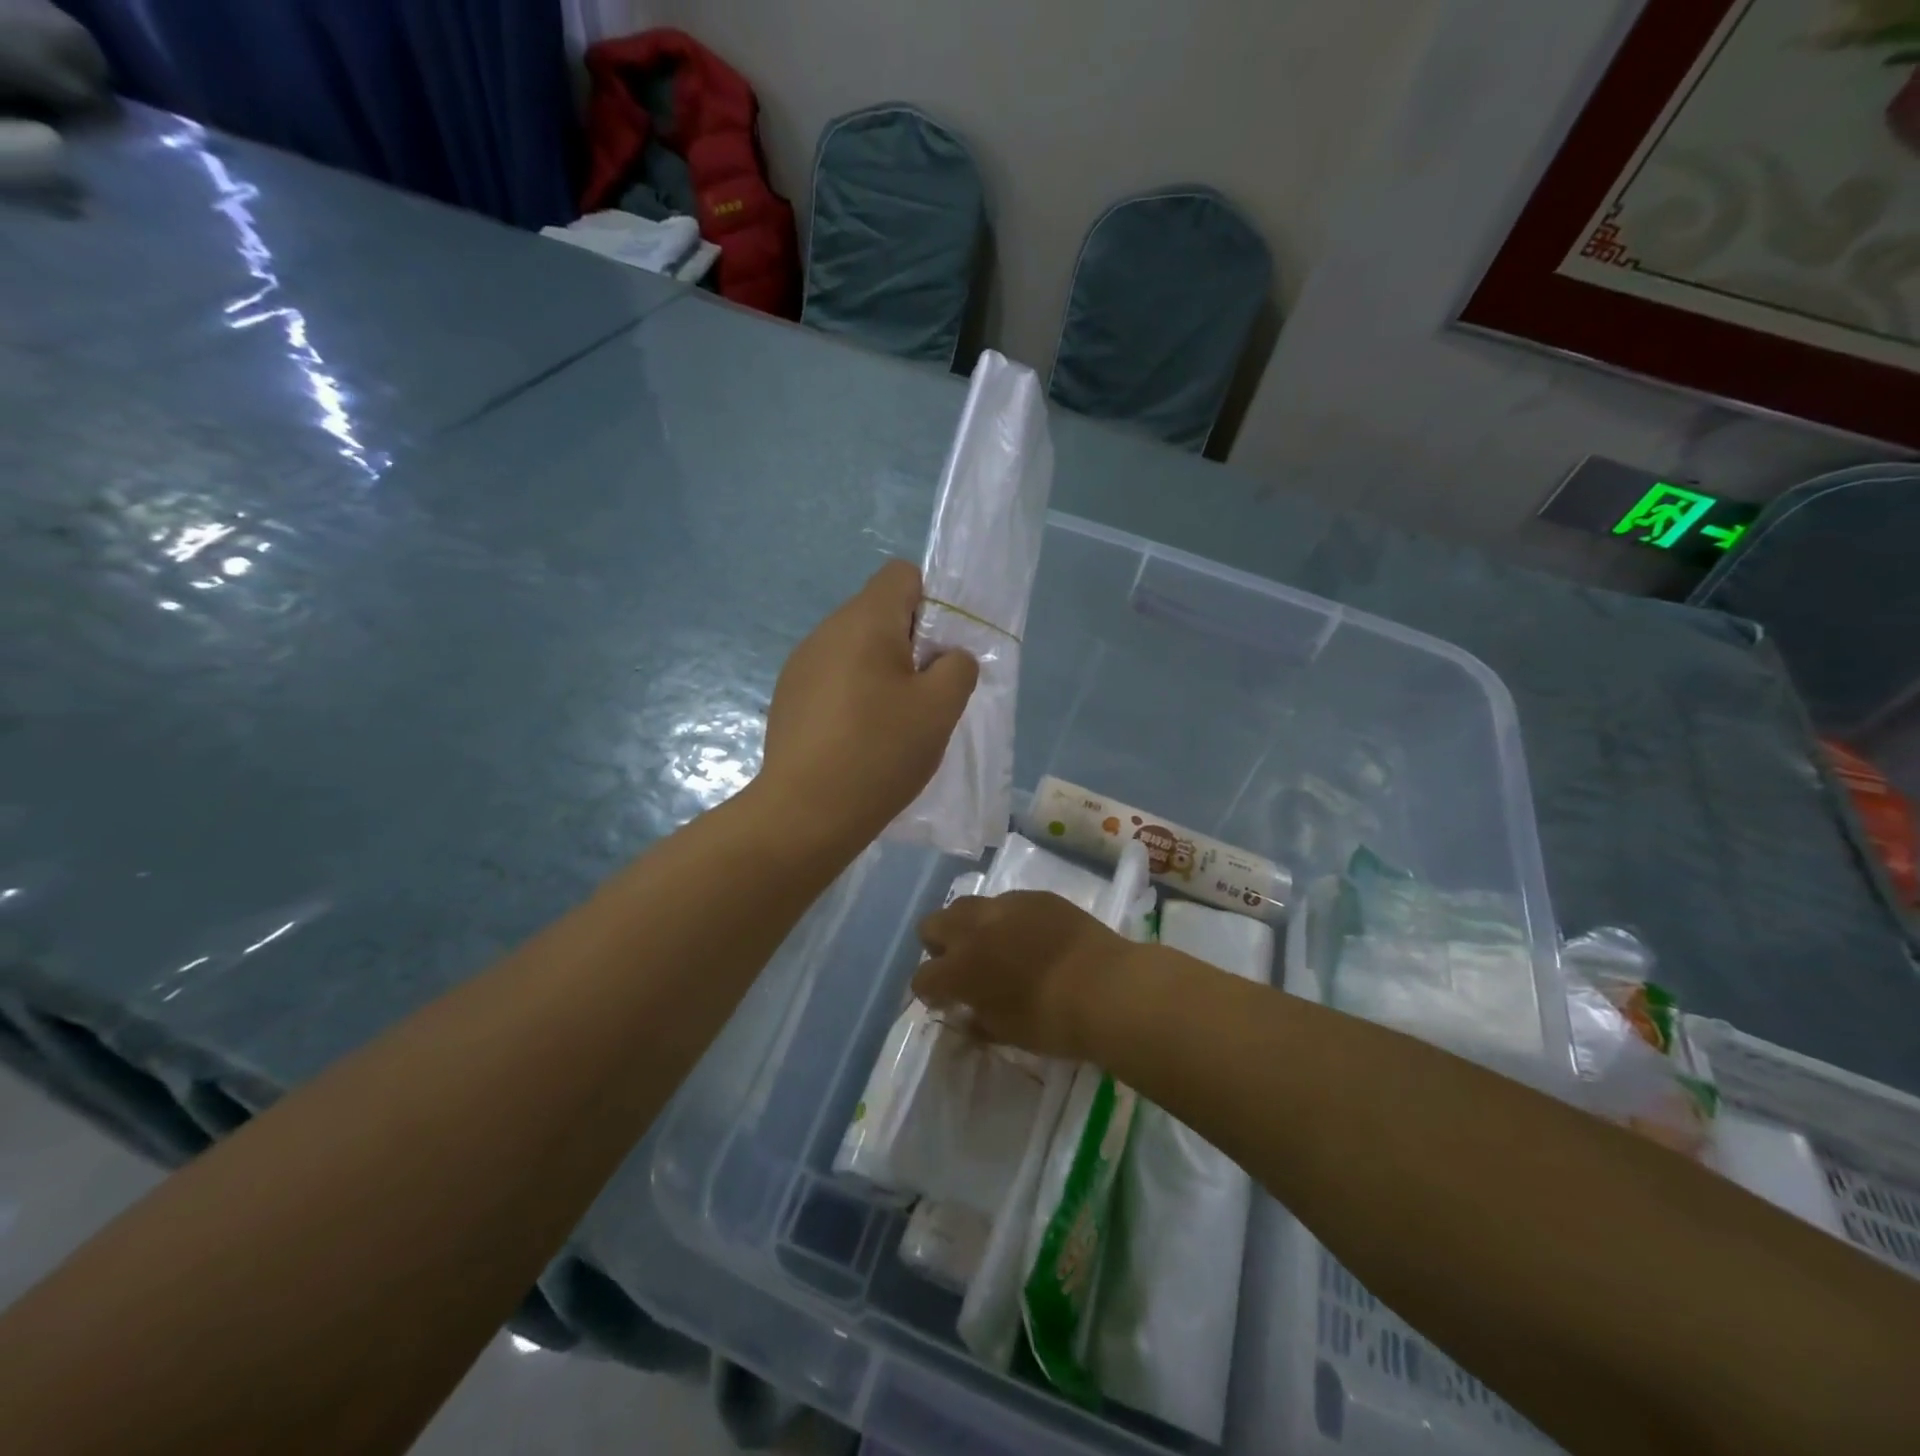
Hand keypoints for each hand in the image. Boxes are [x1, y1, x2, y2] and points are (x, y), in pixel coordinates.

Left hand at [760, 559, 978, 845]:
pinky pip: (833, 679)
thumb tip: (948, 657)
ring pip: (856, 649)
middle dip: (910, 645)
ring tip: (891, 724)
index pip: (902, 575)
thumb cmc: (880, 751)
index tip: (939, 653)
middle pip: (879, 613)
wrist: (805, 812)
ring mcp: (801, 665)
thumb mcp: (940, 708)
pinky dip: (854, 696)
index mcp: (864, 620)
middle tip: (924, 696)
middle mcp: (826, 631)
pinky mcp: (788, 697)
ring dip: (882, 673)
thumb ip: (958, 666)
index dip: (932, 604)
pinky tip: (858, 740)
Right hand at [913, 891, 1137, 1060]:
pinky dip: (1006, 919)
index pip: (923, 977)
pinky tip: (1029, 937)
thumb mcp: (1007, 1033)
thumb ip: (978, 1020)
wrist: (1106, 987)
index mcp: (959, 968)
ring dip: (969, 926)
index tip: (946, 1002)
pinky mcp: (1035, 896)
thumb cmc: (1052, 1021)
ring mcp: (1005, 906)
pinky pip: (1007, 902)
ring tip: (993, 946)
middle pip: (932, 925)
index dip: (930, 992)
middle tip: (961, 966)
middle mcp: (973, 929)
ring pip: (967, 905)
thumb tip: (967, 1014)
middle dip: (938, 946)